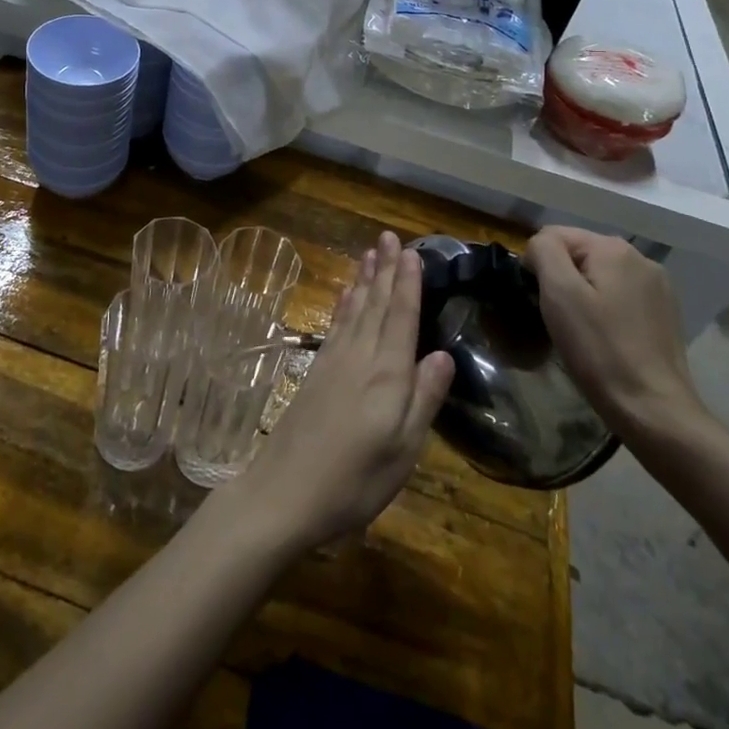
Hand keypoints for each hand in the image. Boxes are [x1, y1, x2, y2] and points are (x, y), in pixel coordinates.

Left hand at [225, 232, 455, 553]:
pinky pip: (335, 327)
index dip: (407, 284)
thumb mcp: (403, 450)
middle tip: (389, 236)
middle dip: (384, 270)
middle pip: (375, 305)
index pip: (400, 318)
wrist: (284, 492)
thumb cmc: (354, 480)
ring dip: (364, 280)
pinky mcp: (316, 374)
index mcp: (386, 375)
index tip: (411, 252)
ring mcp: (333, 363)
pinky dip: (343, 306)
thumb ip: (423, 398)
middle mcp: (359, 358)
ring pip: (354, 311)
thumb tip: (444, 354)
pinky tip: (346, 295)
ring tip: (370, 253)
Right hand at [523, 227, 705, 439]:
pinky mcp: (664, 313)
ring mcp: (658, 287)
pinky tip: (603, 336)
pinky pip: (619, 296)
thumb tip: (540, 245)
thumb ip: (544, 252)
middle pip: (579, 253)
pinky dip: (603, 308)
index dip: (537, 264)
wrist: (653, 409)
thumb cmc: (599, 349)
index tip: (537, 300)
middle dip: (560, 278)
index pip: (554, 235)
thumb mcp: (559, 294)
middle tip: (555, 317)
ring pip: (599, 275)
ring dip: (582, 294)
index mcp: (614, 249)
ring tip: (578, 329)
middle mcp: (641, 258)